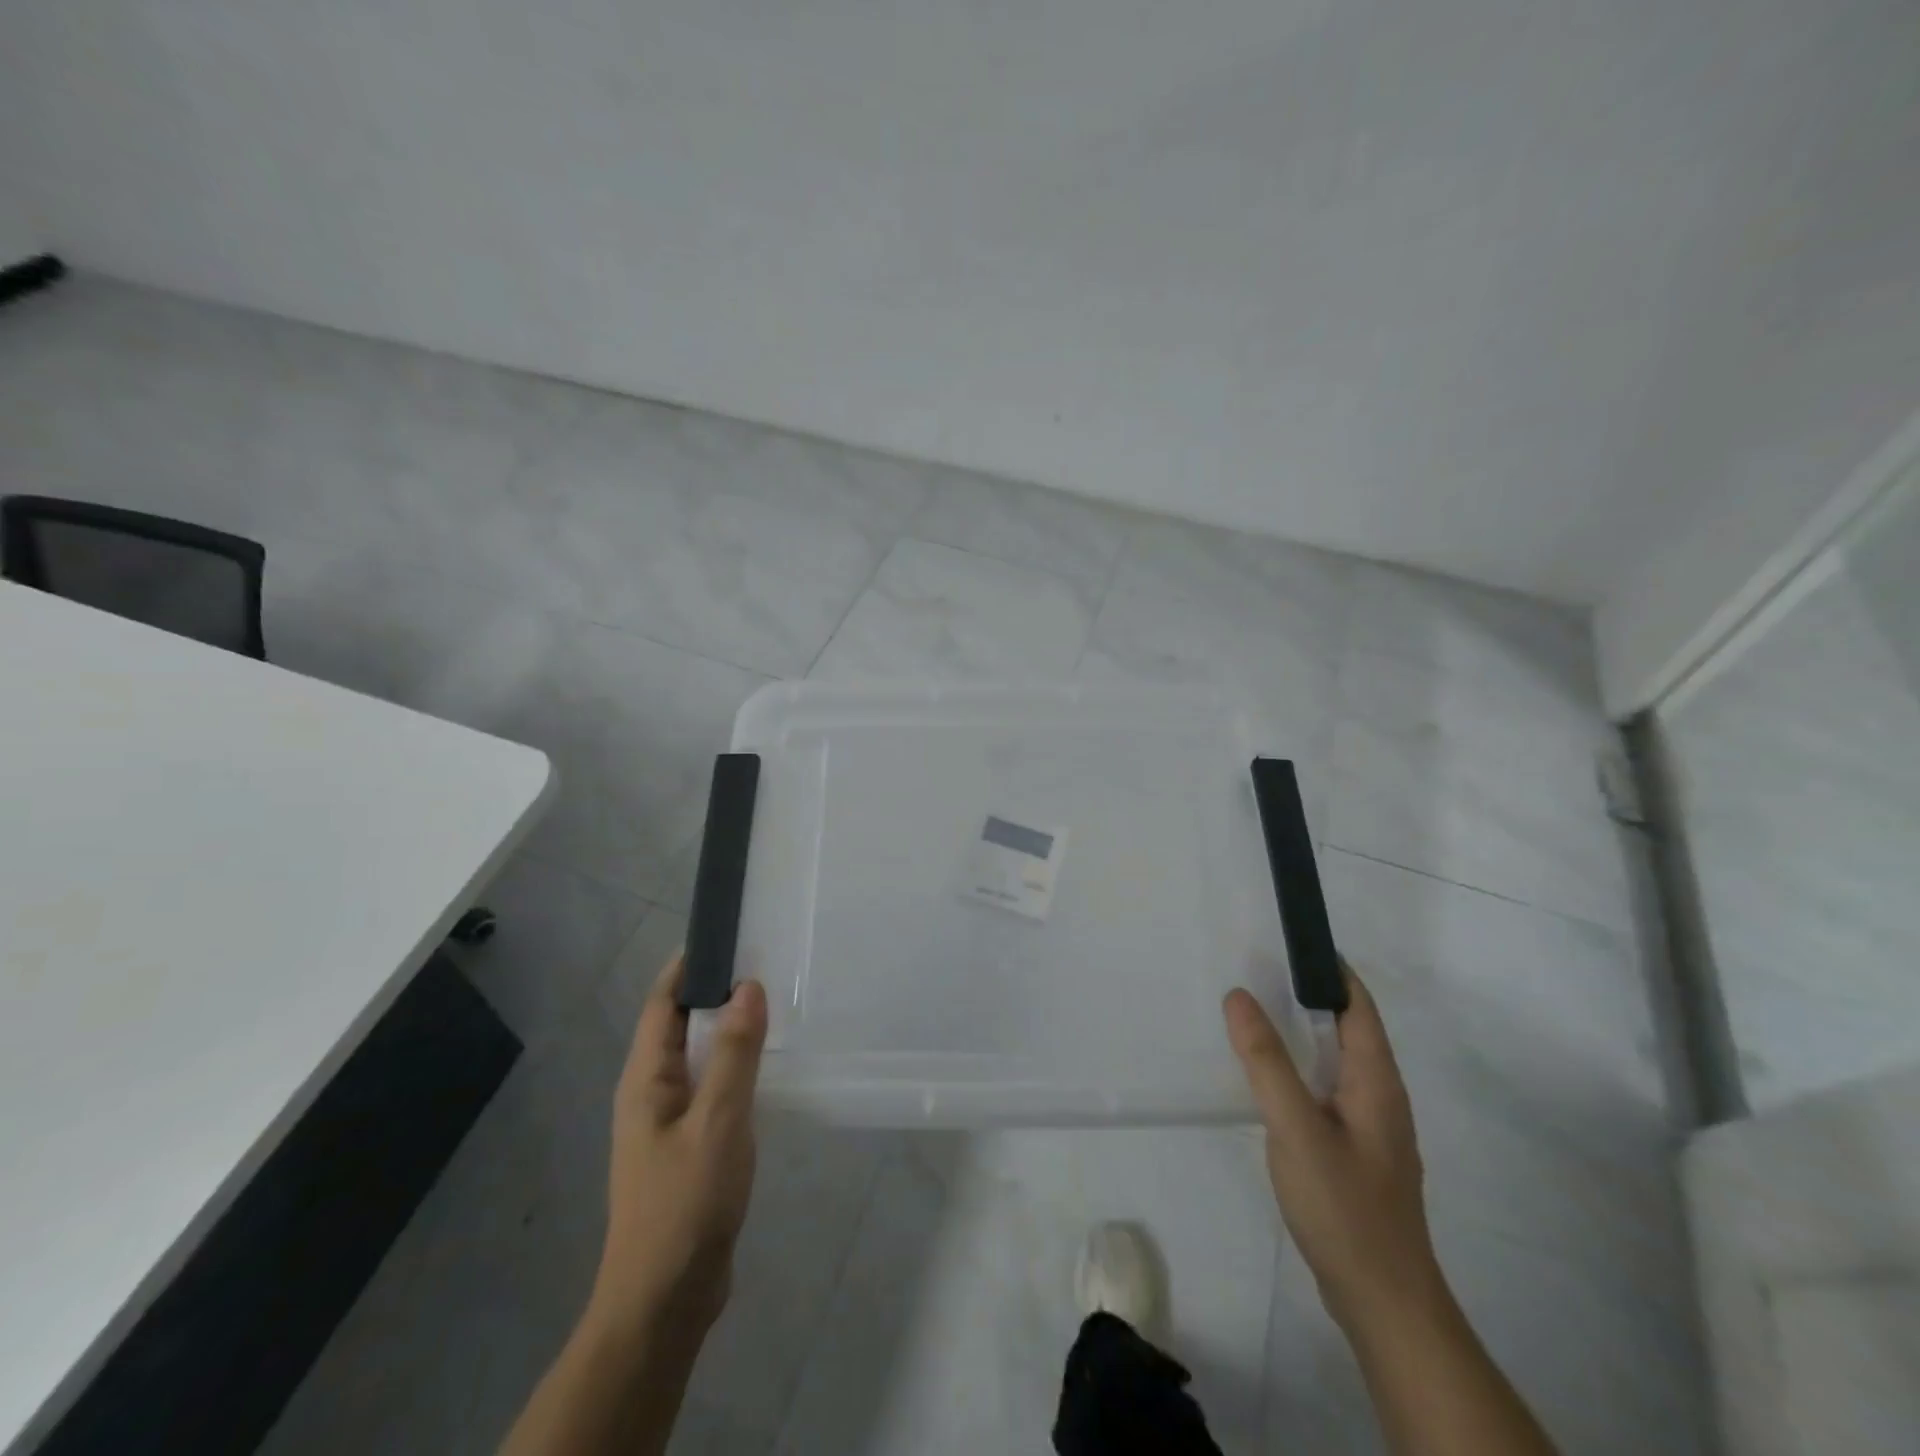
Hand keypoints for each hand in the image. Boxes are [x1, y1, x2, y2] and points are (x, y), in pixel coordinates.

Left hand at [588, 956, 767, 1344]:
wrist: (666, 1299)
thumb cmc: (685, 1202)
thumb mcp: (718, 1120)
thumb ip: (734, 1052)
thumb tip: (749, 986)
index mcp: (645, 1079)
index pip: (662, 1003)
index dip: (688, 965)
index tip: (725, 932)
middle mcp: (651, 1092)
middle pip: (679, 1025)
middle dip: (714, 991)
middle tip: (763, 961)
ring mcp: (668, 1122)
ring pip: (697, 1057)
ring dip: (727, 1029)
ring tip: (770, 1003)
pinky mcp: (688, 1146)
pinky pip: (711, 1087)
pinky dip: (734, 1065)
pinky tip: (764, 1066)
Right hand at [1223, 967, 1441, 1335]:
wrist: (1383, 1302)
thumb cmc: (1344, 1207)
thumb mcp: (1295, 1127)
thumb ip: (1266, 1061)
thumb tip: (1238, 995)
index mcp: (1376, 1081)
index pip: (1359, 1005)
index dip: (1330, 969)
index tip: (1289, 940)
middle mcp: (1380, 1096)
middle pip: (1349, 1029)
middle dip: (1309, 996)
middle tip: (1257, 970)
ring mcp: (1371, 1127)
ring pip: (1337, 1062)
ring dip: (1304, 1033)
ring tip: (1256, 1015)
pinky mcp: (1356, 1152)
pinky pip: (1327, 1090)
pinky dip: (1301, 1068)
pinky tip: (1271, 1080)